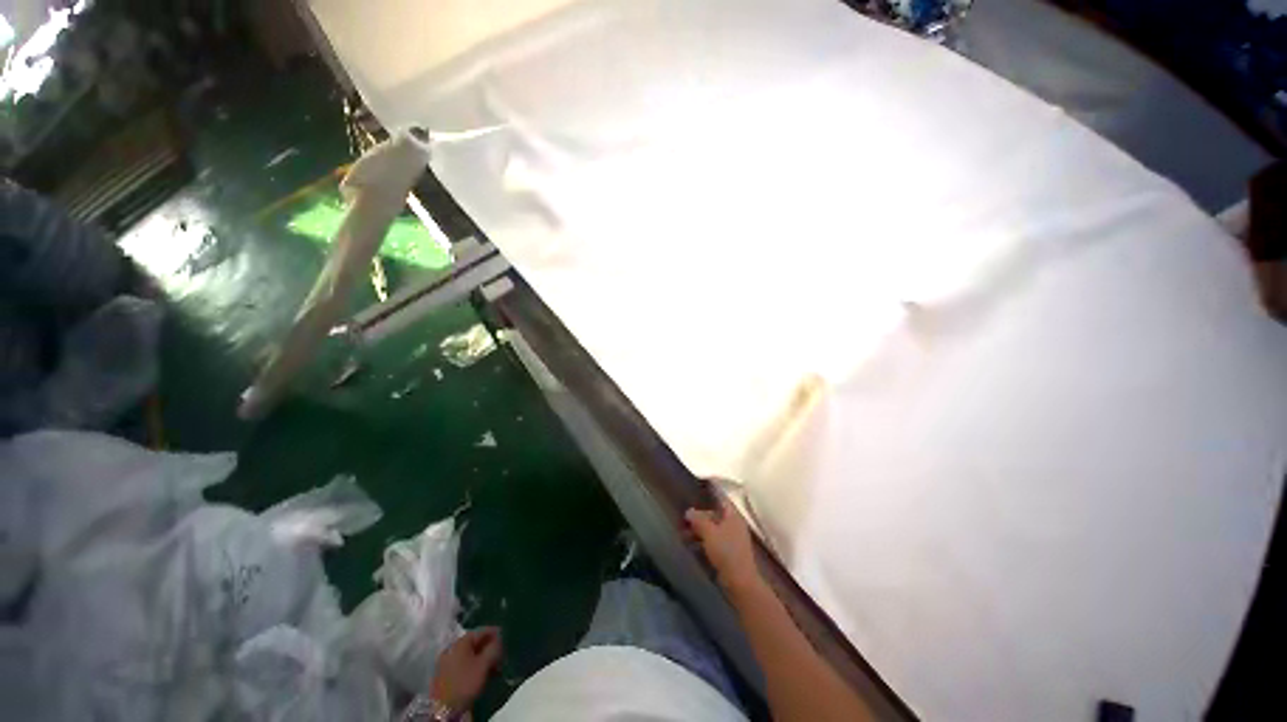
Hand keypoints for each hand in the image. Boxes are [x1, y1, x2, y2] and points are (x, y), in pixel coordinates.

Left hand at [429, 627, 502, 710]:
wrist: (442, 708)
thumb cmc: (465, 683)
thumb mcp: (484, 665)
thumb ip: (493, 649)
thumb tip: (499, 639)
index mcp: (460, 642)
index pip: (481, 631)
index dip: (494, 633)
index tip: (504, 638)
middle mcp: (452, 648)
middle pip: (474, 643)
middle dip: (488, 648)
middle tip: (500, 655)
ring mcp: (446, 662)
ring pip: (469, 655)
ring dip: (482, 659)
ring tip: (493, 668)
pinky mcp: (444, 675)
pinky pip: (463, 664)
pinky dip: (474, 666)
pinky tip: (481, 674)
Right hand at [685, 491, 761, 594]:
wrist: (740, 583)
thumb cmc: (726, 552)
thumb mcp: (709, 533)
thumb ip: (698, 520)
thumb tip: (689, 511)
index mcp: (733, 516)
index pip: (721, 497)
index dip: (711, 490)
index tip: (701, 482)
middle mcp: (734, 524)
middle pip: (715, 514)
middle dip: (699, 515)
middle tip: (683, 517)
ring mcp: (732, 539)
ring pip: (713, 528)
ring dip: (698, 529)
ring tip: (682, 534)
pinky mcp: (729, 552)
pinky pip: (713, 540)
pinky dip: (702, 540)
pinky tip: (691, 545)